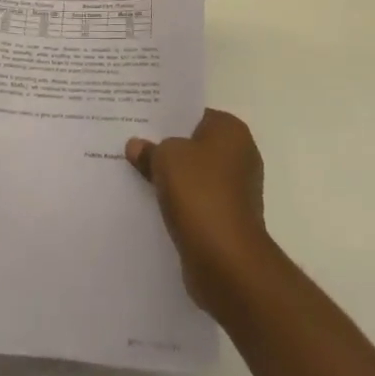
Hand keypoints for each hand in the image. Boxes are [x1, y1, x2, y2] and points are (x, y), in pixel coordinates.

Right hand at [127, 109, 272, 317]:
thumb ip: (150, 149)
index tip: (141, 124)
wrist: (226, 260)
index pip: (195, 115)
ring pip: (194, 177)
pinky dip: (180, 205)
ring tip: (136, 177)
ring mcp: (237, 192)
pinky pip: (197, 203)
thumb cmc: (200, 193)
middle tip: (134, 148)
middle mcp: (240, 156)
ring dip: (172, 180)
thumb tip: (137, 146)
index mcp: (231, 131)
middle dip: (168, 150)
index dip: (168, 119)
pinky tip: (152, 206)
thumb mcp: (165, 158)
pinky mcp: (229, 221)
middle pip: (195, 146)